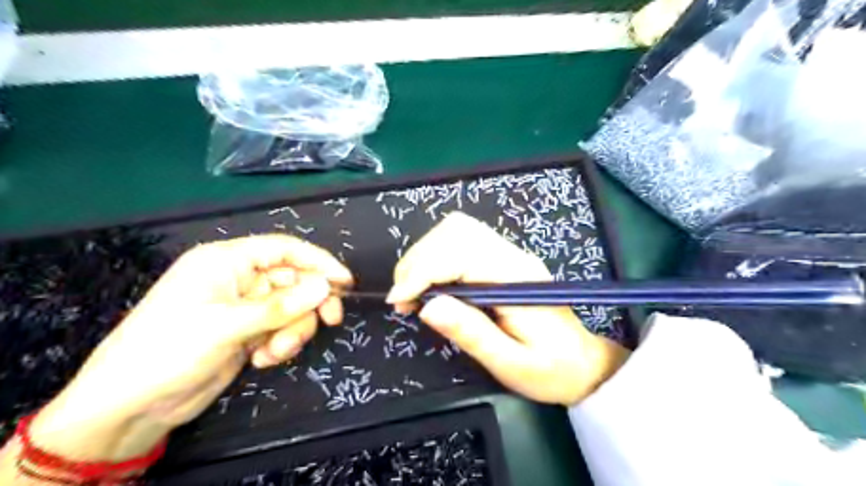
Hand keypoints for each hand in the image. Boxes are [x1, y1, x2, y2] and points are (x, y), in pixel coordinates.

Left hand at [29, 238, 350, 463]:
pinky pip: (282, 328)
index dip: (318, 261)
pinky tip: (263, 360)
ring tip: (275, 351)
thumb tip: (326, 286)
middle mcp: (239, 279)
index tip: (345, 281)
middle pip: (294, 280)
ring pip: (292, 307)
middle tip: (330, 321)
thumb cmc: (169, 351)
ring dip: (293, 330)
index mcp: (226, 261)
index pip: (284, 249)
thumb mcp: (227, 326)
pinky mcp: (249, 331)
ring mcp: (245, 306)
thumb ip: (280, 306)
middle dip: (309, 304)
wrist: (131, 407)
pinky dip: (281, 343)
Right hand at [387, 213, 630, 405]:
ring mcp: (508, 253)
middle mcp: (512, 256)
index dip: (423, 271)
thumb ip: (472, 333)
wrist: (582, 363)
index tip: (400, 300)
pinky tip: (431, 284)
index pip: (460, 253)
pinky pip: (462, 241)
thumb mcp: (511, 363)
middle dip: (419, 260)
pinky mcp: (502, 258)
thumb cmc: (550, 369)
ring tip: (414, 292)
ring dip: (425, 255)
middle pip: (455, 231)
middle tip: (405, 299)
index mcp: (517, 279)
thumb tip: (428, 306)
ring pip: (456, 230)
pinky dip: (436, 256)